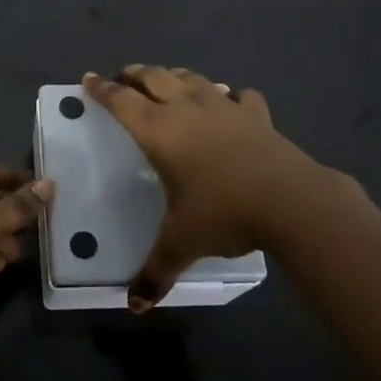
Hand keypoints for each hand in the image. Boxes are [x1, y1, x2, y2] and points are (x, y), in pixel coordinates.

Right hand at [82, 65, 342, 311]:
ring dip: (174, 76)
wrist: (292, 201)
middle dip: (134, 74)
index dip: (101, 89)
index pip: (120, 101)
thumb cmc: (224, 213)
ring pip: (192, 77)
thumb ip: (155, 271)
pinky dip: (227, 95)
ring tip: (167, 81)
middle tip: (123, 78)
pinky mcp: (257, 115)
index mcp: (158, 131)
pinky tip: (228, 102)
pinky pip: (237, 95)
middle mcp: (187, 109)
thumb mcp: (182, 243)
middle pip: (153, 77)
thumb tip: (134, 305)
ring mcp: (224, 108)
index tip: (88, 78)